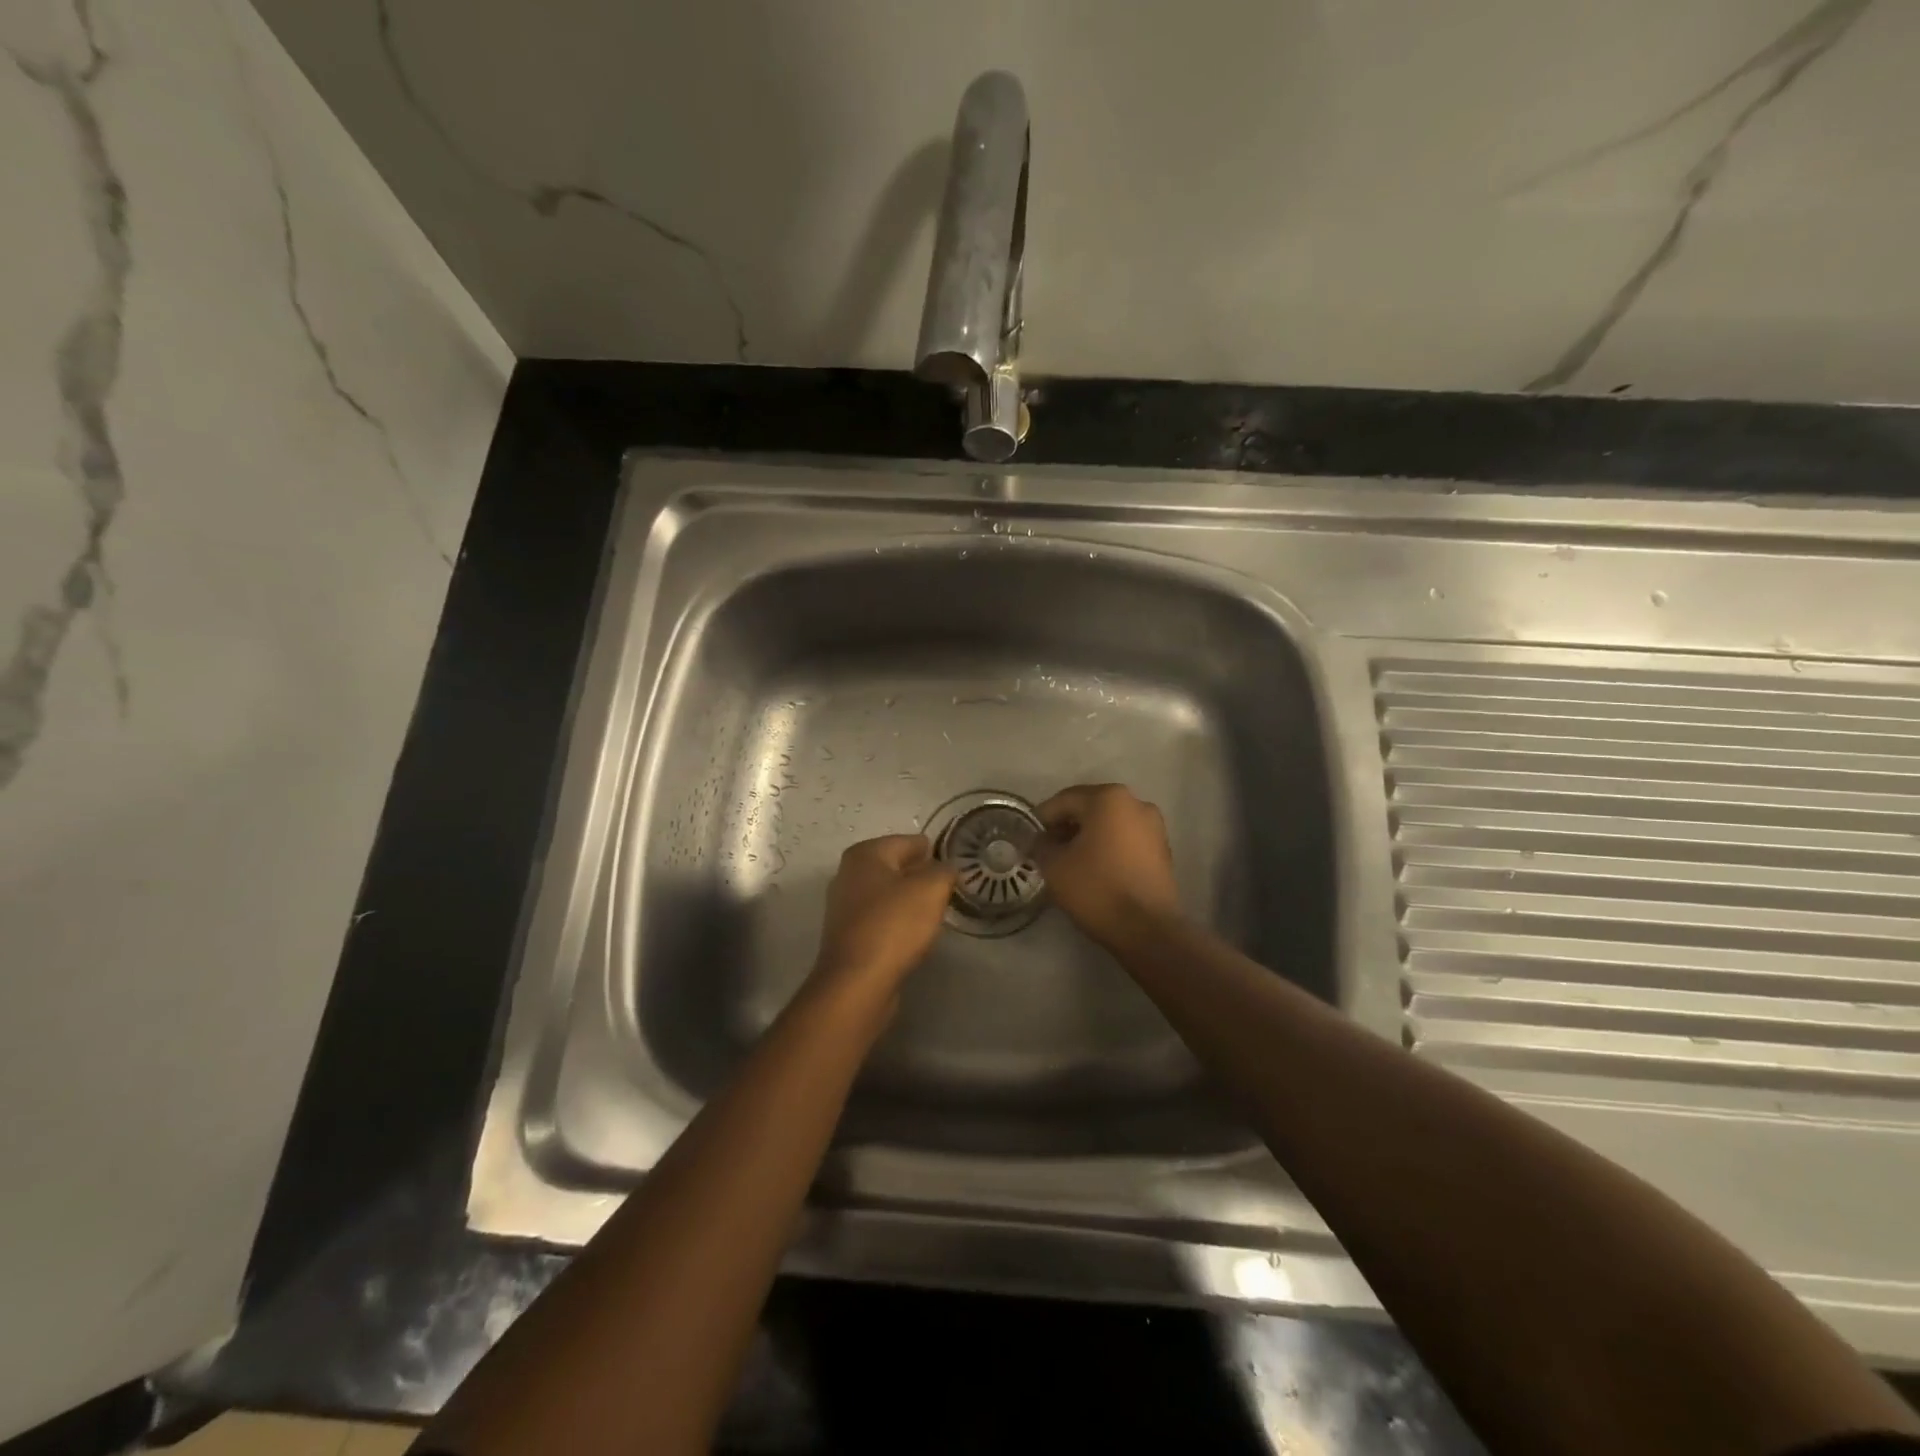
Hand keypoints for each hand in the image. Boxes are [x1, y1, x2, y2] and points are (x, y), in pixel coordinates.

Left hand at [813, 834, 956, 989]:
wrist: (857, 982)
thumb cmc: (894, 925)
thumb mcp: (931, 890)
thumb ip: (944, 871)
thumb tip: (945, 869)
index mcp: (865, 854)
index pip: (909, 842)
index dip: (935, 852)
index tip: (955, 867)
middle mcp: (848, 874)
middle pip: (896, 867)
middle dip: (922, 876)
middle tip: (949, 889)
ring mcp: (844, 906)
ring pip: (888, 894)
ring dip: (910, 900)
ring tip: (936, 912)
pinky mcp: (847, 935)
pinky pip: (880, 918)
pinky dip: (897, 921)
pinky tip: (914, 934)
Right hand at [1033, 784, 1182, 949]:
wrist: (1148, 929)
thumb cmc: (1097, 888)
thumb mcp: (1054, 865)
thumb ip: (1040, 845)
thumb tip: (1040, 840)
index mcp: (1108, 798)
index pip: (1063, 800)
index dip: (1041, 819)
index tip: (1028, 839)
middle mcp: (1136, 803)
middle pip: (1089, 808)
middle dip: (1065, 826)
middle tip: (1046, 849)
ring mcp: (1154, 826)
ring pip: (1109, 824)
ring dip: (1087, 837)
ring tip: (1069, 861)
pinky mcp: (1162, 850)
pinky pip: (1125, 839)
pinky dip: (1107, 848)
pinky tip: (1094, 869)